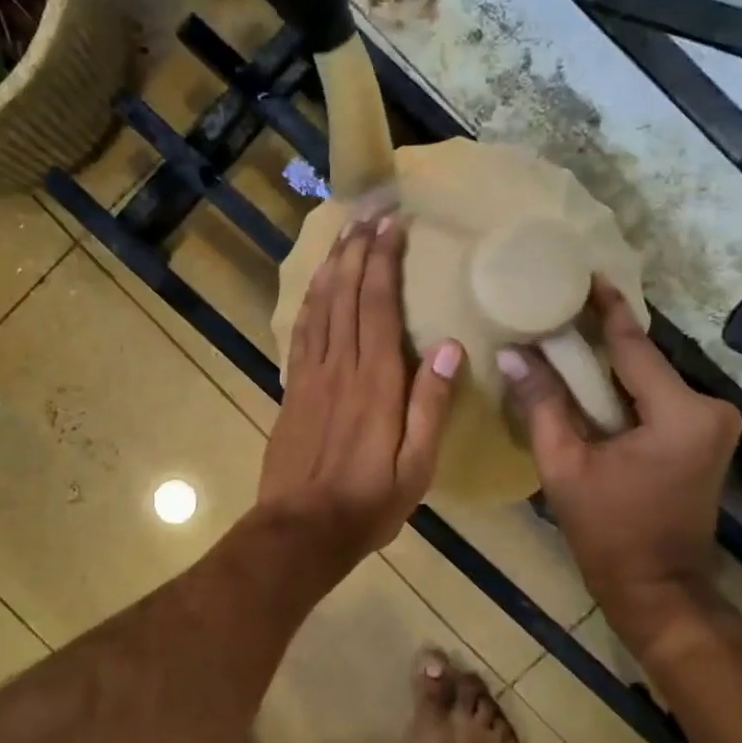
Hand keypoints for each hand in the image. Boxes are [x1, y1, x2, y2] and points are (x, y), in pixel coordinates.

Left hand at [257, 215, 462, 569]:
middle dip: (358, 250)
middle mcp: (340, 368)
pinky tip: (316, 286)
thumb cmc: (366, 504)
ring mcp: (309, 376)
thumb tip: (450, 346)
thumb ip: (431, 405)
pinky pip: (301, 333)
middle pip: (348, 295)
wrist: (299, 530)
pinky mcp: (291, 389)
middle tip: (369, 212)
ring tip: (343, 234)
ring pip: (320, 307)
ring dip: (332, 267)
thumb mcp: (415, 467)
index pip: (379, 306)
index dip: (385, 262)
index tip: (392, 226)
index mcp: (376, 383)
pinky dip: (310, 301)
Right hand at [498, 279, 740, 658]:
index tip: (586, 273)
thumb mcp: (564, 465)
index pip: (634, 345)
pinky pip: (656, 400)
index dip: (606, 308)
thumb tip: (512, 353)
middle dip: (601, 337)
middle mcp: (708, 408)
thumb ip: (542, 404)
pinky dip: (622, 391)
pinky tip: (588, 381)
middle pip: (642, 361)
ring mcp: (712, 424)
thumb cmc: (608, 531)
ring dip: (609, 366)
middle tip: (558, 309)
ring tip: (563, 340)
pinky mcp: (704, 438)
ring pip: (648, 380)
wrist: (657, 588)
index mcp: (680, 412)